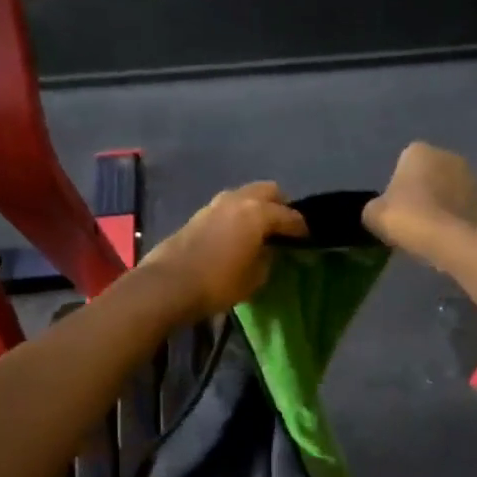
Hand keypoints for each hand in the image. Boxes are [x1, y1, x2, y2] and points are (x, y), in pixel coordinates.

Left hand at [139, 183, 307, 320]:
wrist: (168, 285)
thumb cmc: (219, 283)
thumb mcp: (255, 277)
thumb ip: (268, 258)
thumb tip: (269, 250)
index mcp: (258, 212)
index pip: (290, 216)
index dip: (302, 229)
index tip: (307, 240)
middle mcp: (238, 200)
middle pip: (269, 191)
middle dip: (280, 206)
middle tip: (285, 228)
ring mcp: (215, 204)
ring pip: (246, 195)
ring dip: (257, 207)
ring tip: (261, 230)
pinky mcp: (198, 214)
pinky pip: (229, 207)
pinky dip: (239, 214)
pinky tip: (239, 233)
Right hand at [363, 143, 476, 256]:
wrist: (445, 239)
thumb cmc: (405, 218)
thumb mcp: (373, 214)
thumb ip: (377, 207)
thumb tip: (380, 212)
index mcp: (419, 151)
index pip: (406, 164)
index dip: (401, 186)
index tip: (398, 208)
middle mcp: (449, 156)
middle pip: (434, 173)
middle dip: (428, 190)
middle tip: (417, 219)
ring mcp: (473, 176)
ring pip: (454, 189)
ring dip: (448, 202)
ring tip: (437, 230)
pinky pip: (470, 206)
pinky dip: (463, 216)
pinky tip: (453, 235)